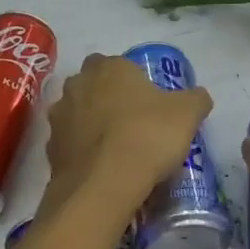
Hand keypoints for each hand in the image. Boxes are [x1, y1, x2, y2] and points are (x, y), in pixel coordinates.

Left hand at [45, 54, 211, 211]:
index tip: (147, 101)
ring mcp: (60, 117)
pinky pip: (70, 144)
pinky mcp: (51, 149)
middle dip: (106, 98)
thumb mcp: (187, 114)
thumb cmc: (148, 136)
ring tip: (115, 149)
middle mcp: (78, 85)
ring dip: (90, 124)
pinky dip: (82, 152)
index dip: (131, 80)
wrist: (104, 185)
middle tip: (131, 122)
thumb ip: (195, 99)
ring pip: (77, 114)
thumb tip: (198, 97)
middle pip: (92, 85)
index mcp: (110, 68)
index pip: (117, 64)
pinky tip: (101, 169)